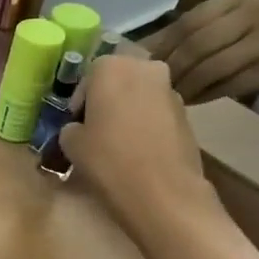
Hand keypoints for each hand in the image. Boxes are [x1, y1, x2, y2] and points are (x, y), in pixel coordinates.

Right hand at [58, 56, 224, 238]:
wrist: (162, 191)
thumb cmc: (108, 159)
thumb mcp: (70, 144)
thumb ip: (71, 128)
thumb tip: (78, 129)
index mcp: (111, 67)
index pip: (87, 78)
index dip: (79, 103)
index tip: (76, 125)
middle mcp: (144, 68)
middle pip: (117, 81)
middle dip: (106, 101)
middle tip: (96, 130)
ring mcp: (170, 90)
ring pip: (140, 96)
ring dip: (128, 112)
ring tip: (119, 143)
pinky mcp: (187, 114)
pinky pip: (157, 113)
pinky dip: (146, 125)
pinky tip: (139, 151)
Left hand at [150, 0, 258, 102]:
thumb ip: (234, 20)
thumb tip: (184, 41)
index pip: (191, 19)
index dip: (162, 42)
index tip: (140, 60)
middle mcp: (254, 11)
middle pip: (192, 42)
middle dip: (167, 66)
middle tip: (149, 85)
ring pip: (206, 64)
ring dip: (183, 84)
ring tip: (167, 97)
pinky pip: (226, 84)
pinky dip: (204, 94)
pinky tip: (192, 102)